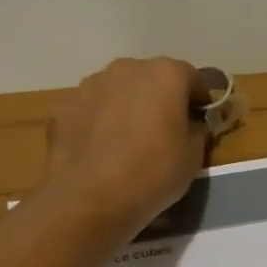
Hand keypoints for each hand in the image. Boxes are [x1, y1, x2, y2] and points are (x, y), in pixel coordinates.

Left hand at [44, 57, 206, 240]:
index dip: (199, 99)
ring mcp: (91, 85)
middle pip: (152, 78)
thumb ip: (197, 130)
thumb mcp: (193, 156)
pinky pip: (94, 109)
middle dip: (162, 98)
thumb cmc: (153, 172)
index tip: (201, 121)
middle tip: (166, 130)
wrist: (89, 198)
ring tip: (130, 141)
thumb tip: (191, 124)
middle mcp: (127, 69)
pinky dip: (102, 121)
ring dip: (129, 106)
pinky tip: (104, 150)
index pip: (192, 77)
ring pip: (120, 90)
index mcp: (165, 74)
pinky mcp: (65, 107)